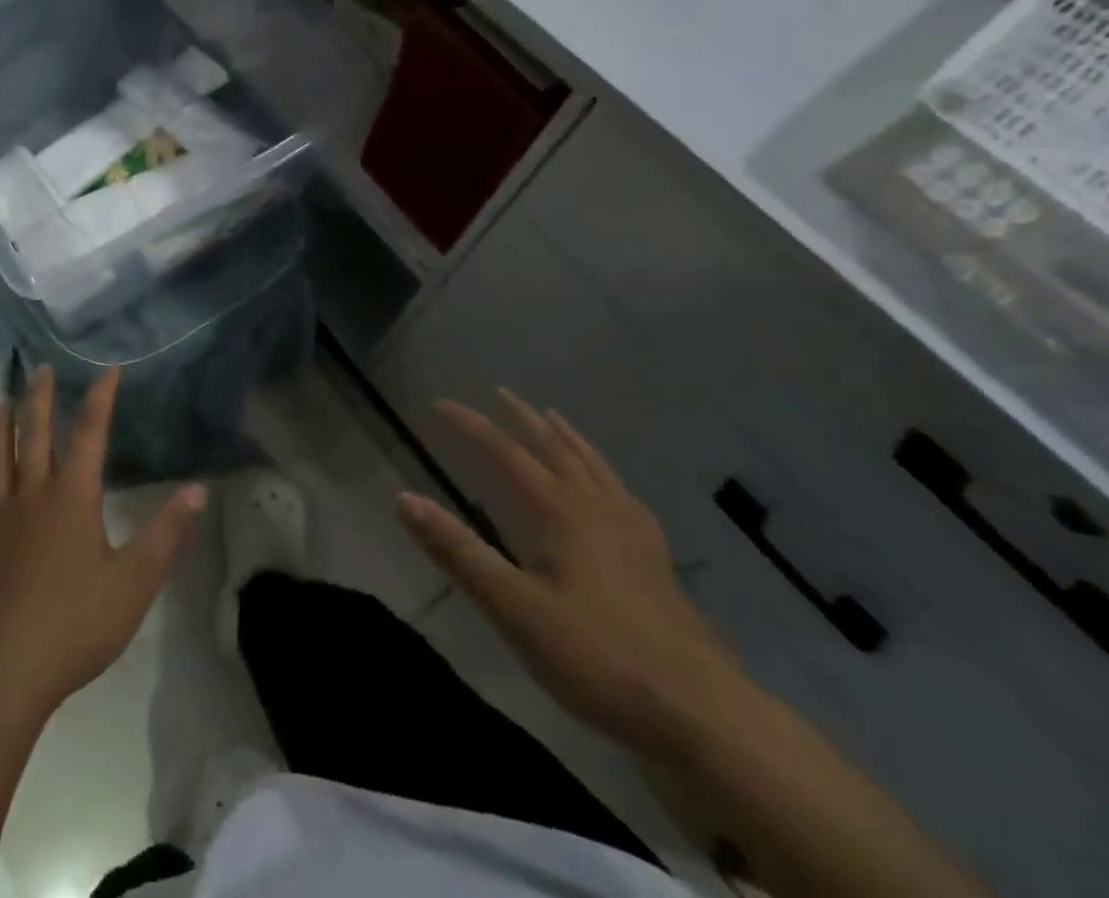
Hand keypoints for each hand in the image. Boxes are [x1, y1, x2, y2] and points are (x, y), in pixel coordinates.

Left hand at [0, 366, 207, 724]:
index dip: (101, 398)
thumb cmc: (74, 624)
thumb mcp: (134, 582)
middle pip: (35, 434)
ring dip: (3, 425)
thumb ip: (167, 534)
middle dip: (41, 398)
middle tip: (41, 368)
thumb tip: (198, 490)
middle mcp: (32, 495)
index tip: (108, 369)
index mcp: (71, 497)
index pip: (89, 433)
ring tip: (5, 403)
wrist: (1, 670)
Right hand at [397, 390, 749, 761]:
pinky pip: (623, 495)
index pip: (506, 452)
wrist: (706, 715)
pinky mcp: (657, 562)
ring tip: (553, 420)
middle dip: (524, 419)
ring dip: (567, 438)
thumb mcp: (514, 608)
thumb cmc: (599, 658)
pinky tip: (611, 489)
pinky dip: (605, 474)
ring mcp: (634, 533)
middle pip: (555, 449)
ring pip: (594, 467)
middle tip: (501, 394)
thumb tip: (402, 498)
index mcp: (561, 511)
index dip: (471, 425)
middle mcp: (597, 508)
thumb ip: (458, 552)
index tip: (440, 404)